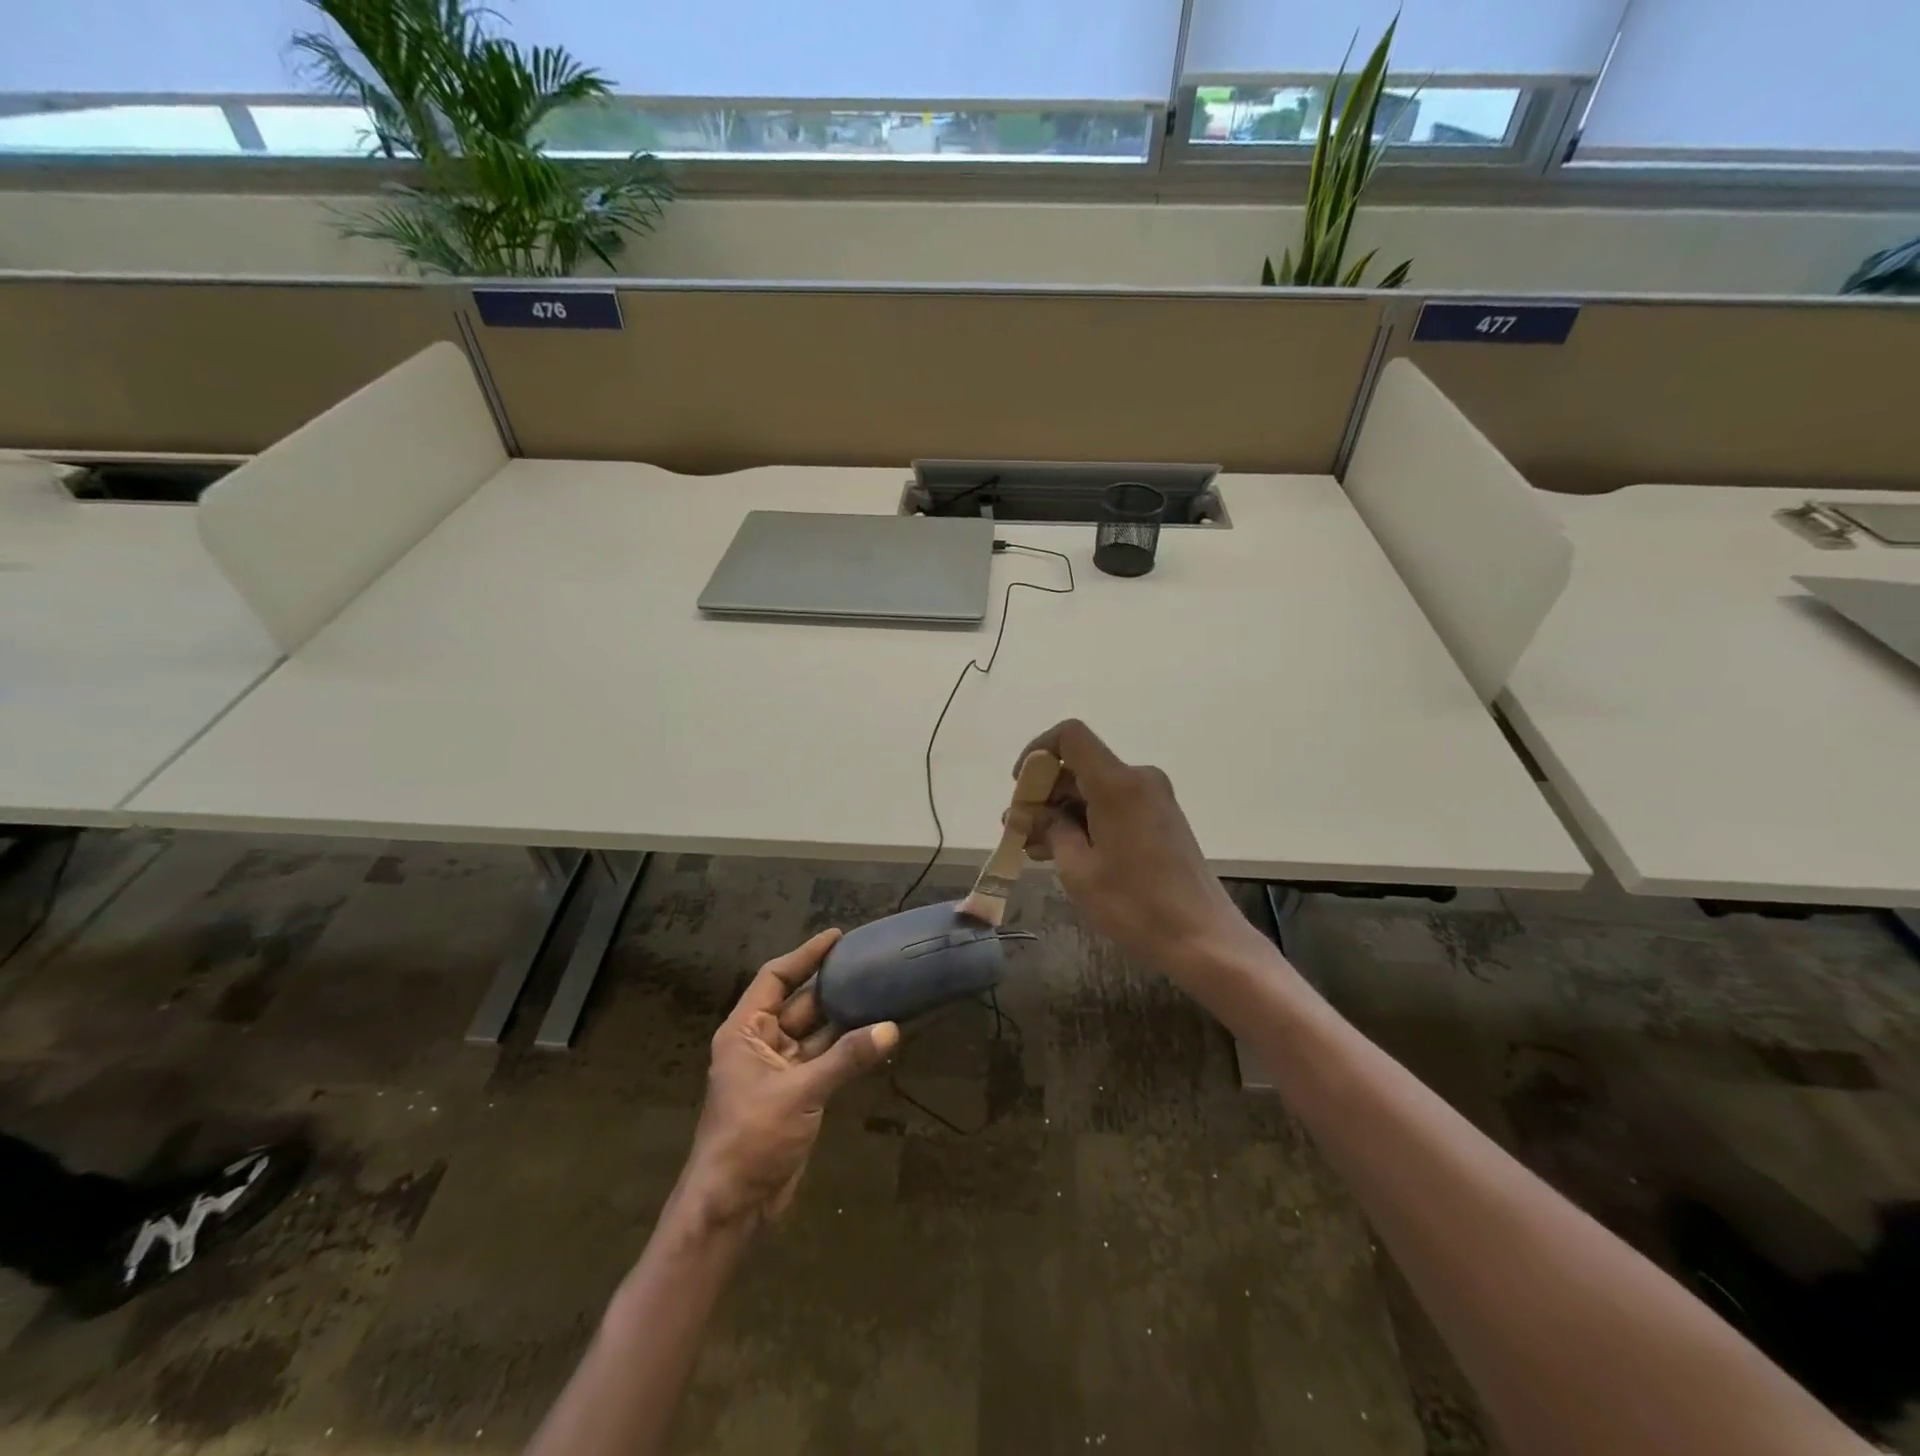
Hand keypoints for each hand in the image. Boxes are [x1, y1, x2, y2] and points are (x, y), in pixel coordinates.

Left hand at [677, 929, 898, 1231]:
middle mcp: (761, 1044)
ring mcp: (780, 1071)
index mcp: (745, 1032)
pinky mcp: (797, 1096)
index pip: (775, 979)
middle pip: (800, 1003)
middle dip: (833, 986)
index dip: (805, 956)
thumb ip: (846, 1058)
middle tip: (870, 963)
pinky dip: (849, 1050)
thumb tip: (891, 1028)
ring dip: (846, 1019)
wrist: (732, 1206)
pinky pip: (826, 1061)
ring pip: (817, 1034)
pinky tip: (878, 1037)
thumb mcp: (799, 1093)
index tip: (837, 937)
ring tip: (882, 993)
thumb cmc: (751, 1138)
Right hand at [1016, 720, 1260, 975]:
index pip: (1071, 736)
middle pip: (1080, 765)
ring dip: (1062, 811)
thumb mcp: (1078, 869)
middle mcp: (1138, 779)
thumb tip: (1030, 812)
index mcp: (1117, 784)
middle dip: (1045, 793)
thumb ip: (1051, 830)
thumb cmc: (1134, 904)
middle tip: (1019, 829)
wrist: (1201, 937)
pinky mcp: (1161, 818)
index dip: (1038, 752)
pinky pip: (1113, 804)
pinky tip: (1066, 852)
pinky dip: (1086, 820)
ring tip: (1035, 848)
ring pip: (1094, 788)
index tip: (1021, 786)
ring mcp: (1154, 798)